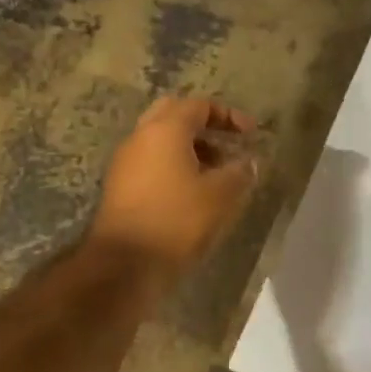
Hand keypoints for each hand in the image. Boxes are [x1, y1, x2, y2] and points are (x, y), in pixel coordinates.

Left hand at [89, 97, 258, 279]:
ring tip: (217, 172)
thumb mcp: (221, 195)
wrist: (124, 265)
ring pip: (160, 140)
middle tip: (227, 143)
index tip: (251, 133)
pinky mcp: (119, 187)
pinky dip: (174, 166)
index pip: (199, 105)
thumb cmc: (177, 220)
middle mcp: (140, 137)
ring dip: (190, 148)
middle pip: (174, 114)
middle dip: (204, 125)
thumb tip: (249, 162)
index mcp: (165, 129)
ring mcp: (125, 162)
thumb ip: (240, 172)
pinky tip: (193, 192)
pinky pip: (151, 163)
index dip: (229, 115)